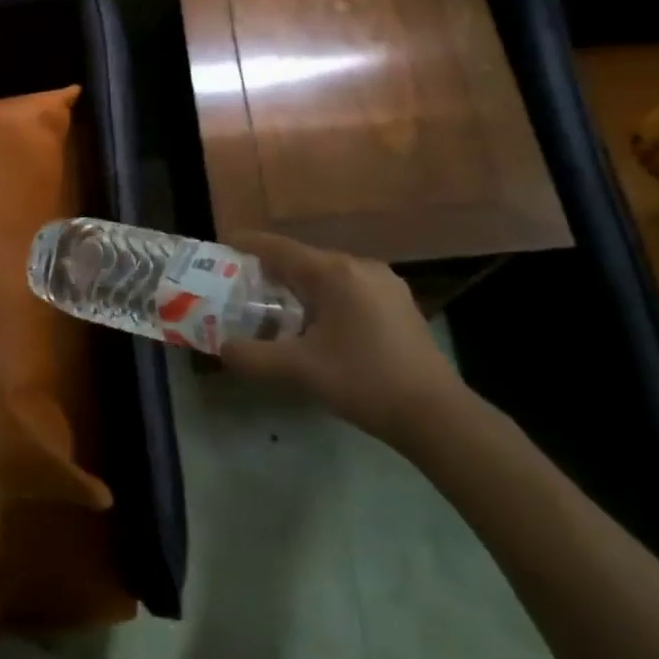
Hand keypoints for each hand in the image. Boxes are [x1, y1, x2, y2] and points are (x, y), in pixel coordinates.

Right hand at [220, 232, 470, 452]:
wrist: (436, 414)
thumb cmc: (363, 381)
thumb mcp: (298, 370)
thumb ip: (252, 357)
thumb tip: (223, 348)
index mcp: (334, 272)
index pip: (279, 248)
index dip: (248, 245)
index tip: (222, 245)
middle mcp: (360, 266)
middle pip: (303, 260)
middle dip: (270, 271)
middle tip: (241, 286)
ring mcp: (384, 283)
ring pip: (328, 275)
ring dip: (299, 286)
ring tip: (274, 306)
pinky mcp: (398, 303)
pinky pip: (349, 288)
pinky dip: (324, 297)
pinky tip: (317, 324)